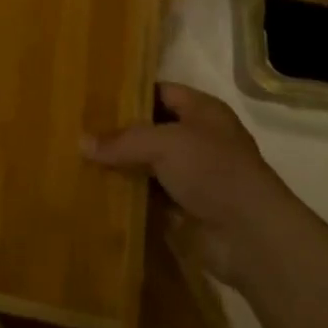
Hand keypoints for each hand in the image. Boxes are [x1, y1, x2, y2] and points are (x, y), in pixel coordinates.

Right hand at [84, 82, 296, 283]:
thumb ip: (122, 140)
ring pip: (148, 163)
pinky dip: (129, 194)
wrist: (250, 235)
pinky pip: (149, 194)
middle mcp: (199, 138)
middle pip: (151, 129)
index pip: (160, 92)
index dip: (128, 94)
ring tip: (78, 159)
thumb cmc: (213, 171)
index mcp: (202, 111)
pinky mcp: (186, 207)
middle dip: (119, 132)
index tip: (91, 98)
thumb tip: (81, 142)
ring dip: (121, 165)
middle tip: (77, 130)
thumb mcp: (164, 143)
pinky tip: (97, 190)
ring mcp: (193, 174)